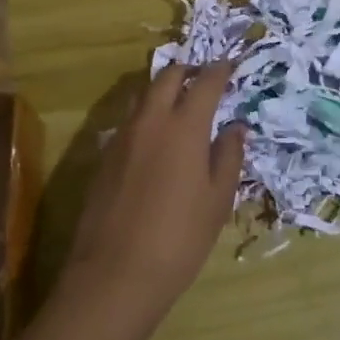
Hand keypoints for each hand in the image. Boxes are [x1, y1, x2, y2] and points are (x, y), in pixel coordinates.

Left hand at [62, 64, 244, 322]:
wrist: (114, 274)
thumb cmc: (179, 238)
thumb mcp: (218, 201)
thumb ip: (229, 156)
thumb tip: (235, 127)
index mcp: (184, 126)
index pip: (205, 82)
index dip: (220, 70)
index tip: (230, 65)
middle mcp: (151, 120)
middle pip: (168, 77)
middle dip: (188, 71)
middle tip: (205, 80)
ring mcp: (122, 136)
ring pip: (144, 95)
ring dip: (164, 90)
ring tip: (181, 105)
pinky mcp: (104, 155)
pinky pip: (130, 120)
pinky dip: (147, 115)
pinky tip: (156, 140)